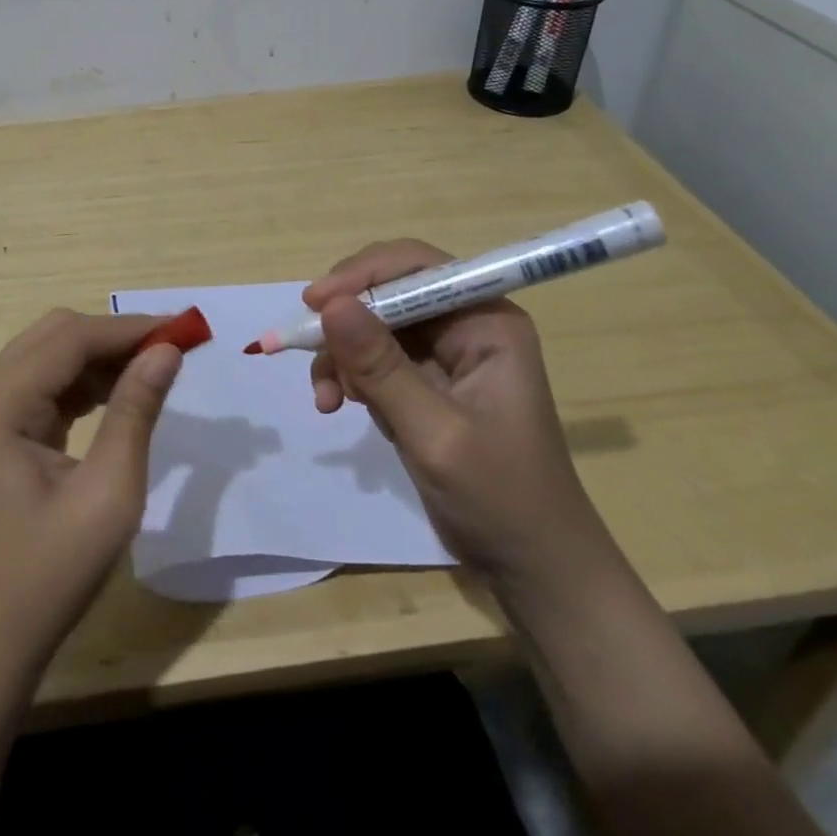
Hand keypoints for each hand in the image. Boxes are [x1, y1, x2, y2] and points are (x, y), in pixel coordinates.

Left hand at [0, 309, 182, 672]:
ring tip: (153, 370)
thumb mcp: (107, 495)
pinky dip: (82, 384)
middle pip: (54, 336)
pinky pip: (41, 388)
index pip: (70, 339)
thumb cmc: (48, 578)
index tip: (183, 329)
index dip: (129, 328)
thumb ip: (136, 412)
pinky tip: (118, 396)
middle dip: (114, 336)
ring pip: (48, 357)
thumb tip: (167, 350)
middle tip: (170, 350)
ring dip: (100, 357)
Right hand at [304, 240, 604, 584]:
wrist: (529, 568)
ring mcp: (444, 355)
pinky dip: (350, 377)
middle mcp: (465, 325)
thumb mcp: (434, 432)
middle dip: (346, 322)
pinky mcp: (425, 382)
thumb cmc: (499, 497)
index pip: (417, 267)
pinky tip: (336, 406)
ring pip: (373, 326)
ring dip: (342, 356)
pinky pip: (374, 360)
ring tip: (327, 398)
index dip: (363, 275)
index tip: (315, 303)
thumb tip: (330, 304)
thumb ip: (381, 367)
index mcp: (486, 321)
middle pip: (388, 292)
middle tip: (307, 347)